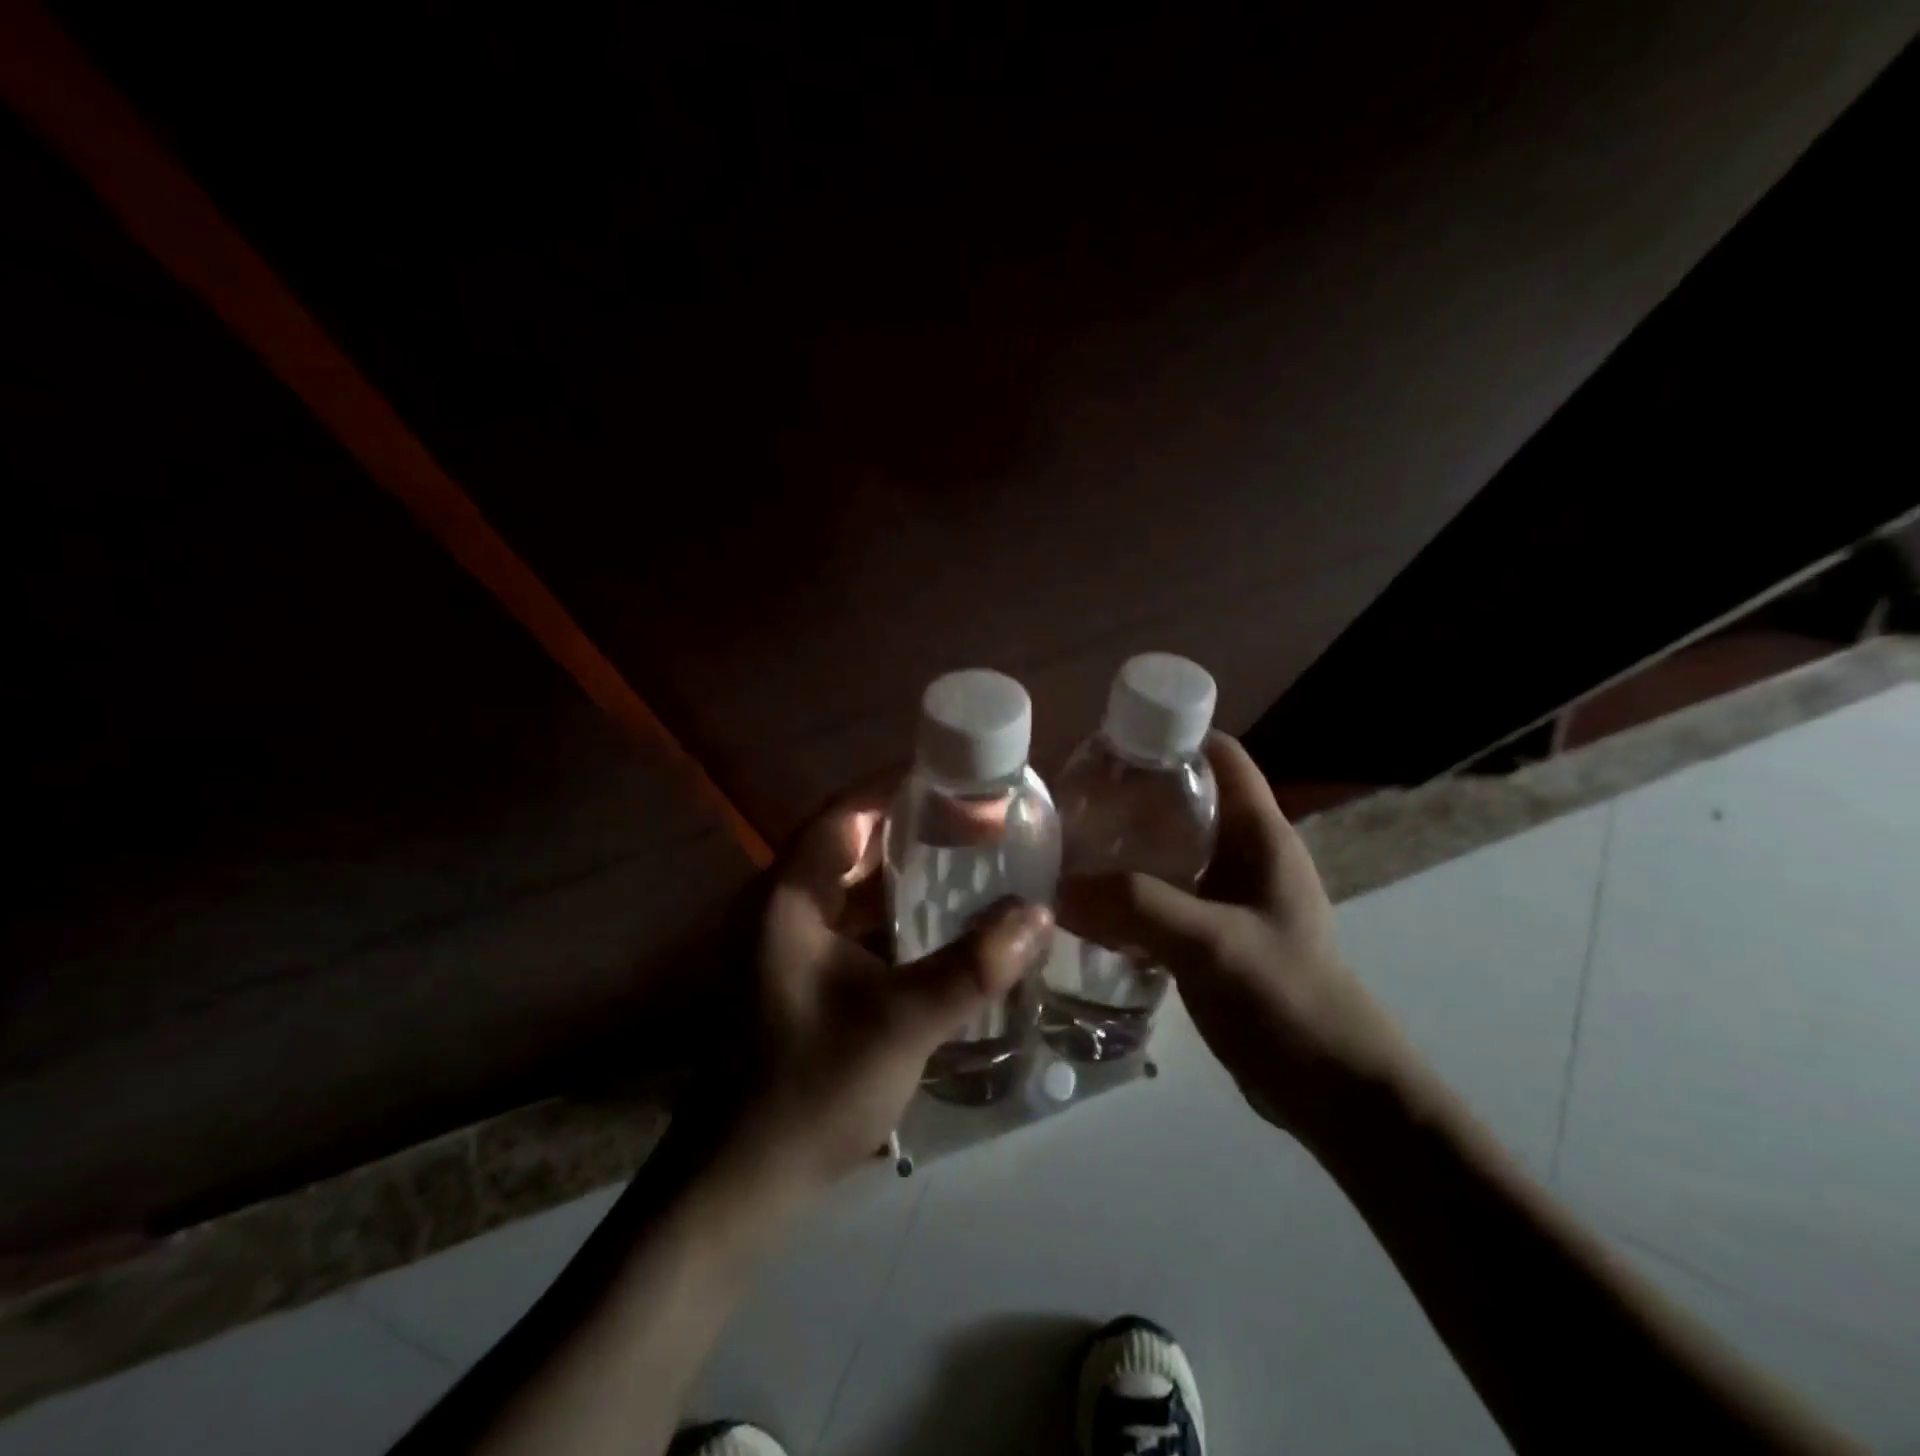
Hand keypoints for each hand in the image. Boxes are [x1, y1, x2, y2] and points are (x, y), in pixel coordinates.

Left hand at [718, 774, 1051, 1192]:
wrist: (740, 1183)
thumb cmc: (811, 1089)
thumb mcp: (902, 1024)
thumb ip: (973, 967)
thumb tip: (1039, 914)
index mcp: (788, 898)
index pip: (845, 813)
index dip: (898, 787)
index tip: (956, 775)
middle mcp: (778, 907)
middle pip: (848, 843)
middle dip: (910, 826)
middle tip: (974, 818)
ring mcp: (784, 943)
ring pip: (849, 885)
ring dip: (902, 871)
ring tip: (965, 858)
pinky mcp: (795, 975)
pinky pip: (849, 922)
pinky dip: (891, 912)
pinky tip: (936, 923)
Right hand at [1057, 732, 1414, 1153]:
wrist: (1332, 1090)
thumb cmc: (1288, 1000)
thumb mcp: (1212, 943)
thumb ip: (1138, 907)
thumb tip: (1058, 887)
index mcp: (1262, 835)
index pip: (1220, 755)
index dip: (1171, 735)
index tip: (1109, 744)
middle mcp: (1246, 854)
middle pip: (1186, 799)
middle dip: (1131, 794)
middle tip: (1072, 801)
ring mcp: (1230, 896)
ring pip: (1170, 850)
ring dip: (1125, 846)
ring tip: (1069, 848)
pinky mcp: (1213, 934)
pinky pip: (1164, 894)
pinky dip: (1128, 891)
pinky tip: (1089, 905)